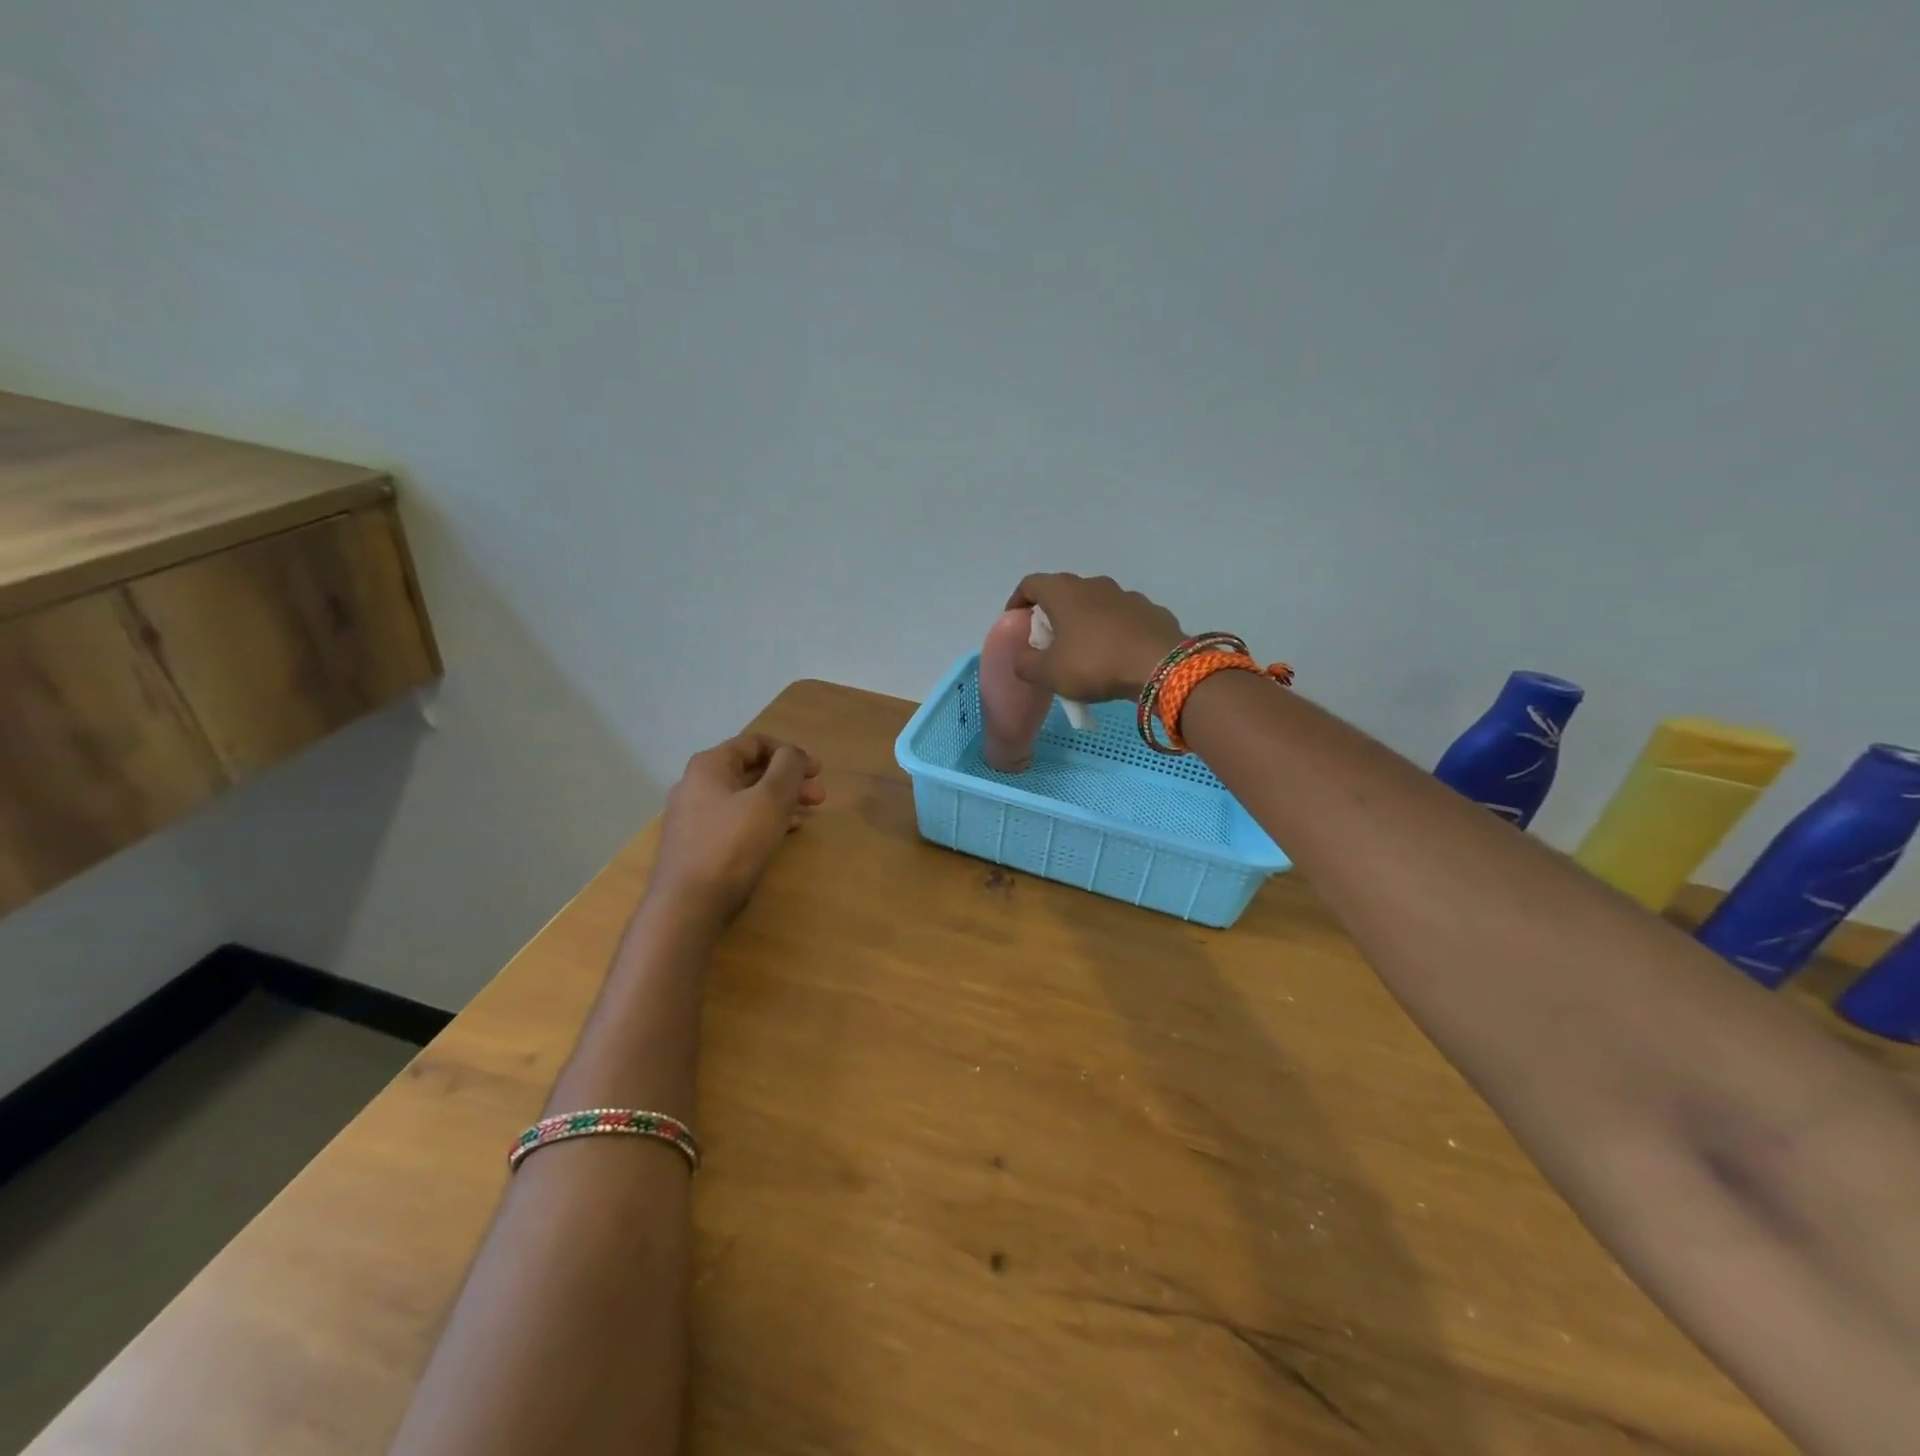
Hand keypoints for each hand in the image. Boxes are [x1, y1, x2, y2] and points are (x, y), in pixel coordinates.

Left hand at [647, 734, 824, 925]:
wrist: (688, 905)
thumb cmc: (733, 844)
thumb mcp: (771, 799)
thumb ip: (788, 767)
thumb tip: (794, 754)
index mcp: (710, 766)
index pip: (754, 743)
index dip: (790, 752)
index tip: (817, 770)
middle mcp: (697, 785)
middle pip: (751, 771)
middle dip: (789, 780)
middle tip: (819, 797)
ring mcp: (695, 817)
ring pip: (746, 798)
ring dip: (780, 802)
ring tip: (807, 816)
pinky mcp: (699, 844)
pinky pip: (737, 821)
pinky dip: (764, 820)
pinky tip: (784, 833)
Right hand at [1007, 573, 1185, 701]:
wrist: (1160, 666)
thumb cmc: (1094, 663)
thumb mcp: (1048, 673)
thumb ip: (1025, 663)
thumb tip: (1024, 658)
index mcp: (1063, 592)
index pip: (1030, 584)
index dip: (1018, 601)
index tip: (1016, 622)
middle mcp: (1094, 584)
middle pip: (1064, 593)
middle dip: (1052, 615)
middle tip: (1048, 643)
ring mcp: (1126, 595)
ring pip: (1095, 605)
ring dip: (1085, 622)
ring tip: (1084, 652)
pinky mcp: (1151, 611)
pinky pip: (1122, 619)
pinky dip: (1113, 632)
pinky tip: (1116, 656)